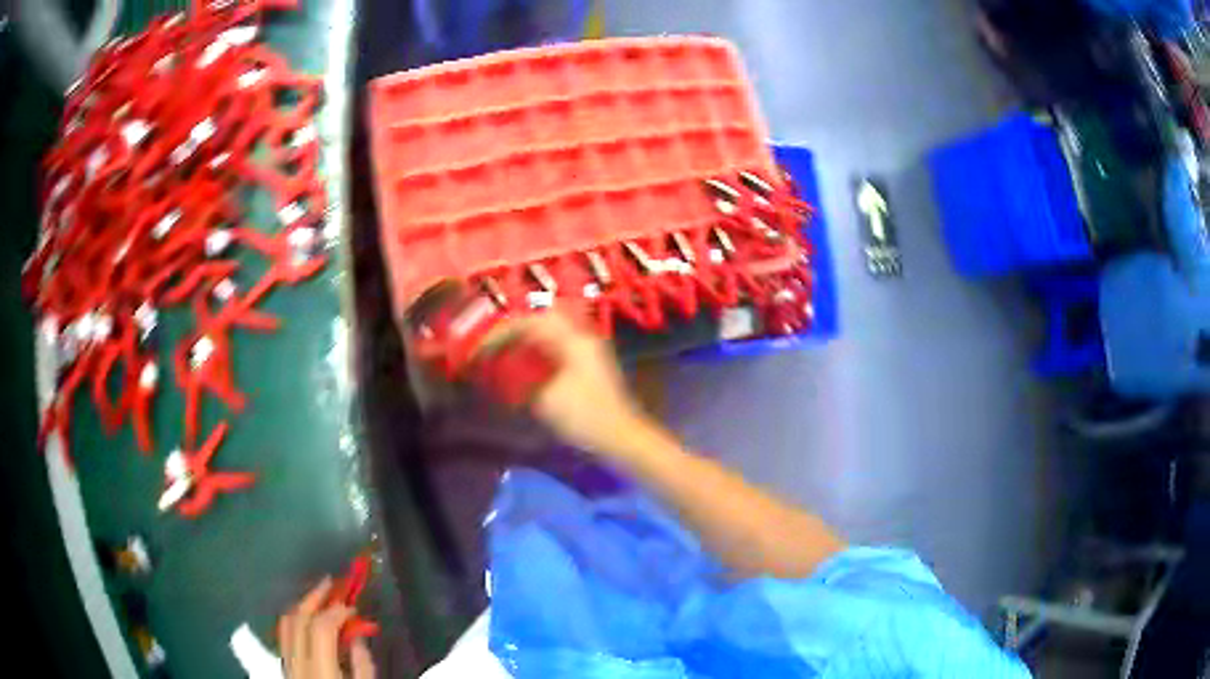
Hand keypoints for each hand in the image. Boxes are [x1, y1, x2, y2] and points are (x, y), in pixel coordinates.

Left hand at [279, 578, 374, 678]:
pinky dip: (296, 622)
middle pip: (298, 619)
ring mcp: (287, 665)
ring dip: (302, 606)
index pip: (321, 628)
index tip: (354, 606)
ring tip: (319, 597)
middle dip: (314, 597)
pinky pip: (284, 636)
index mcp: (321, 671)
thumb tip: (359, 638)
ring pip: (285, 624)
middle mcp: (297, 664)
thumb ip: (363, 669)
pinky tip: (308, 621)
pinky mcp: (285, 669)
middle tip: (331, 582)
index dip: (337, 611)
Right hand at [485, 312, 649, 457]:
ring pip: (554, 331)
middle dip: (517, 328)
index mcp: (573, 340)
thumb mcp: (546, 399)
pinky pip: (560, 345)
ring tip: (508, 353)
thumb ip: (521, 377)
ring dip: (529, 338)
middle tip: (496, 344)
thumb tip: (502, 366)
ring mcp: (588, 350)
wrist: (622, 437)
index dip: (503, 332)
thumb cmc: (585, 417)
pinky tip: (529, 366)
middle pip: (545, 318)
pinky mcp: (590, 365)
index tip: (483, 347)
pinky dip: (540, 350)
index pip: (531, 321)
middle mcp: (582, 337)